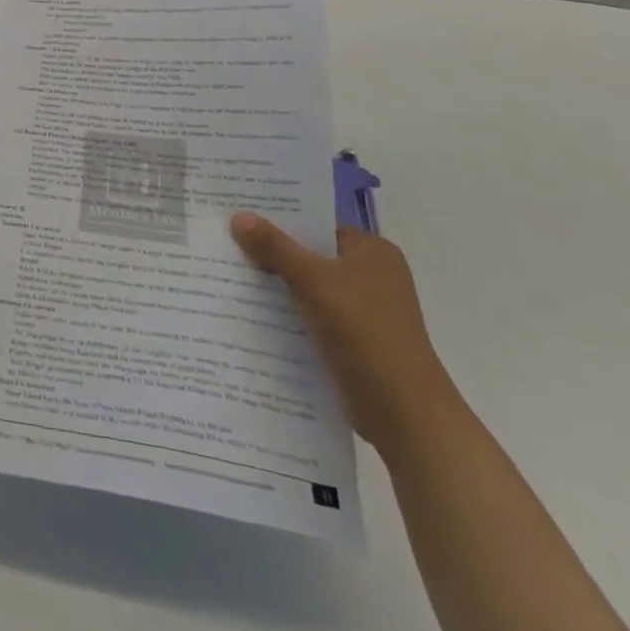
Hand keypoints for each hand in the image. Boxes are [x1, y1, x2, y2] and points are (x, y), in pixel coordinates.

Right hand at [230, 212, 458, 449]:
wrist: (403, 414)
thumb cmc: (365, 332)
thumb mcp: (314, 281)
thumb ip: (275, 247)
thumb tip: (238, 216)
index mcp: (373, 252)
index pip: (317, 225)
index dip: (279, 220)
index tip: (239, 217)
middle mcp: (372, 276)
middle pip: (310, 256)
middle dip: (271, 254)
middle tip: (225, 244)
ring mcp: (364, 311)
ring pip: (308, 288)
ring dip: (276, 286)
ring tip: (228, 275)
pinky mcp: (353, 341)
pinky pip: (311, 316)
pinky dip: (287, 314)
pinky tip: (251, 313)